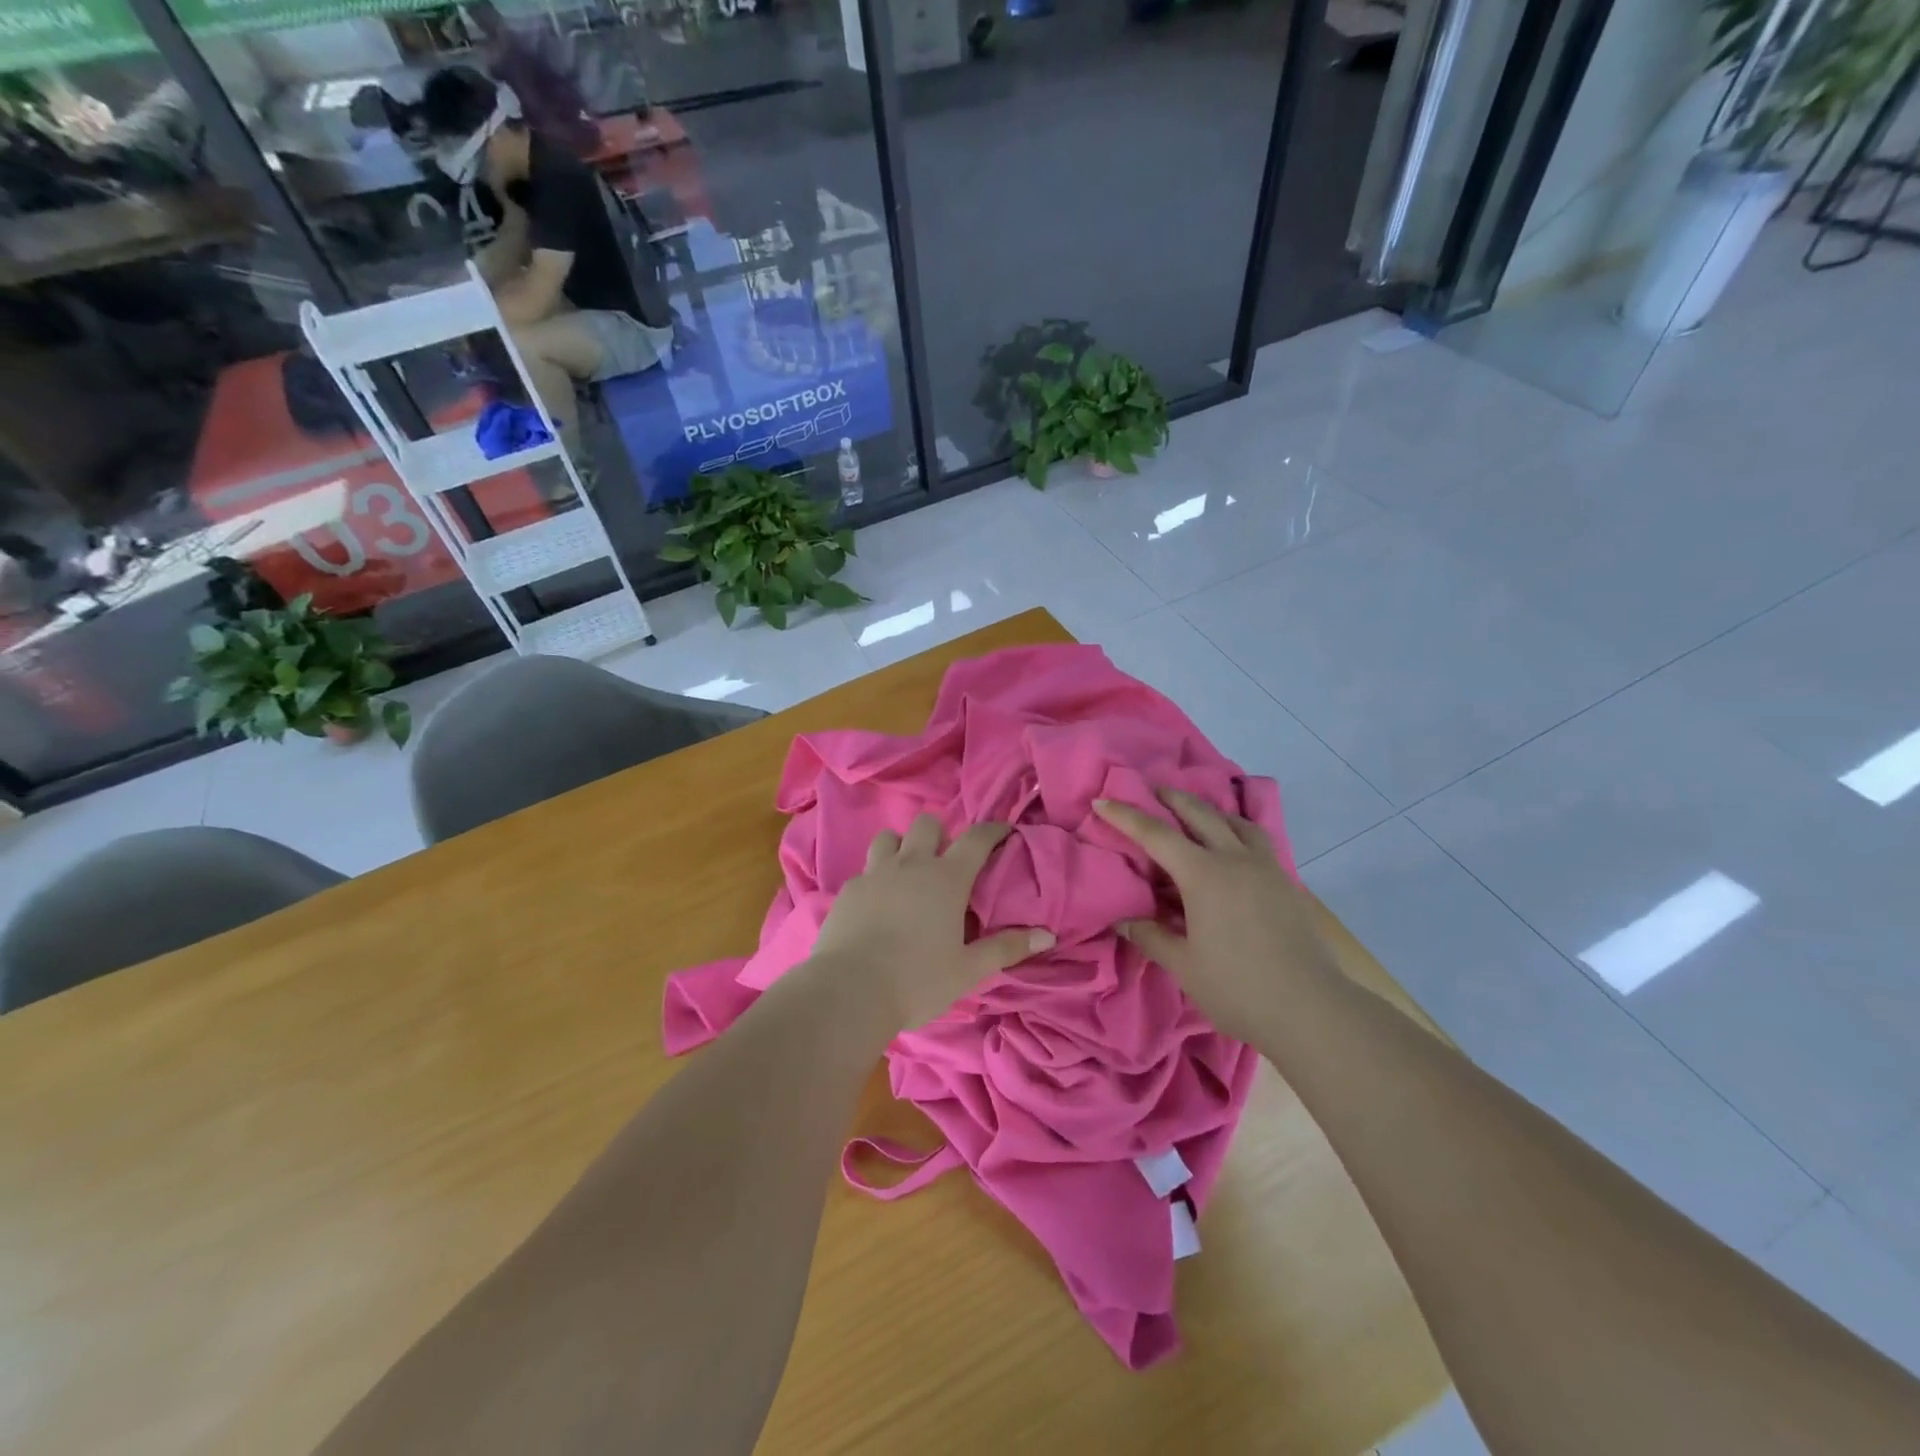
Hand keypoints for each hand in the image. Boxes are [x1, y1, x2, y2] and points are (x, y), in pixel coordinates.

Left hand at [808, 815, 1054, 1034]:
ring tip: (906, 873)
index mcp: (946, 878)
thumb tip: (1047, 935)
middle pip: (926, 824)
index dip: (993, 829)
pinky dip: (876, 878)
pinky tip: (878, 904)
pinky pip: (865, 870)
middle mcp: (910, 864)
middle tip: (945, 861)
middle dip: (939, 834)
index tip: (1003, 830)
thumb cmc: (918, 979)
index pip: (976, 839)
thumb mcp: (969, 969)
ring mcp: (875, 874)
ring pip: (888, 838)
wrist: (850, 991)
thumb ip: (1007, 947)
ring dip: (901, 847)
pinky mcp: (847, 890)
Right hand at [1093, 789, 1335, 1042]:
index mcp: (1204, 875)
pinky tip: (1230, 847)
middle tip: (1148, 789)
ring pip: (1234, 821)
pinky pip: (1256, 840)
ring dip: (1208, 810)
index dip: (1126, 816)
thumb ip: (1150, 935)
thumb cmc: (1238, 988)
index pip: (1156, 834)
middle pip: (1198, 813)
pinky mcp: (1286, 882)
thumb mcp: (1183, 965)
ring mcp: (1266, 867)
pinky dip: (1235, 830)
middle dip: (1169, 797)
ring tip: (1192, 813)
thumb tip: (1122, 919)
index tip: (1102, 800)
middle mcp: (1235, 859)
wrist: (1312, 1010)